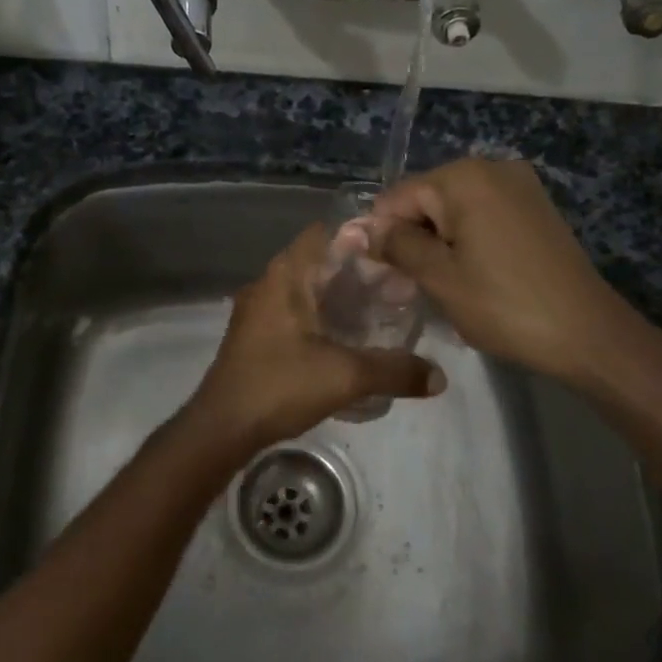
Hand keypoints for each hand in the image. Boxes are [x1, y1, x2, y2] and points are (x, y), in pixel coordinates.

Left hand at [181, 224, 444, 457]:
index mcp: (285, 276)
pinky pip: (296, 312)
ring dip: (340, 296)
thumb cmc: (279, 386)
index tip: (395, 251)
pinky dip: (323, 316)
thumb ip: (394, 371)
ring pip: (307, 290)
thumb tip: (440, 377)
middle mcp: (269, 284)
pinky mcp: (257, 336)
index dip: (361, 237)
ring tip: (381, 310)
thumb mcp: (345, 376)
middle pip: (320, 263)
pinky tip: (348, 338)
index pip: (325, 234)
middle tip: (398, 285)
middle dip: (358, 271)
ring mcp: (258, 311)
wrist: (221, 428)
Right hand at [372, 158, 650, 391]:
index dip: (382, 236)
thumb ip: (397, 245)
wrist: (588, 333)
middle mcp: (493, 167)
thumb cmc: (504, 305)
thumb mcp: (440, 277)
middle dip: (413, 238)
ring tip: (442, 286)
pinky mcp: (536, 208)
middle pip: (427, 200)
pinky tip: (473, 275)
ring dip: (440, 243)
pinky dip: (469, 241)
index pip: (397, 198)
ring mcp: (520, 185)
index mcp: (464, 177)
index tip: (382, 276)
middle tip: (411, 287)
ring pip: (455, 210)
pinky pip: (484, 216)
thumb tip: (363, 229)